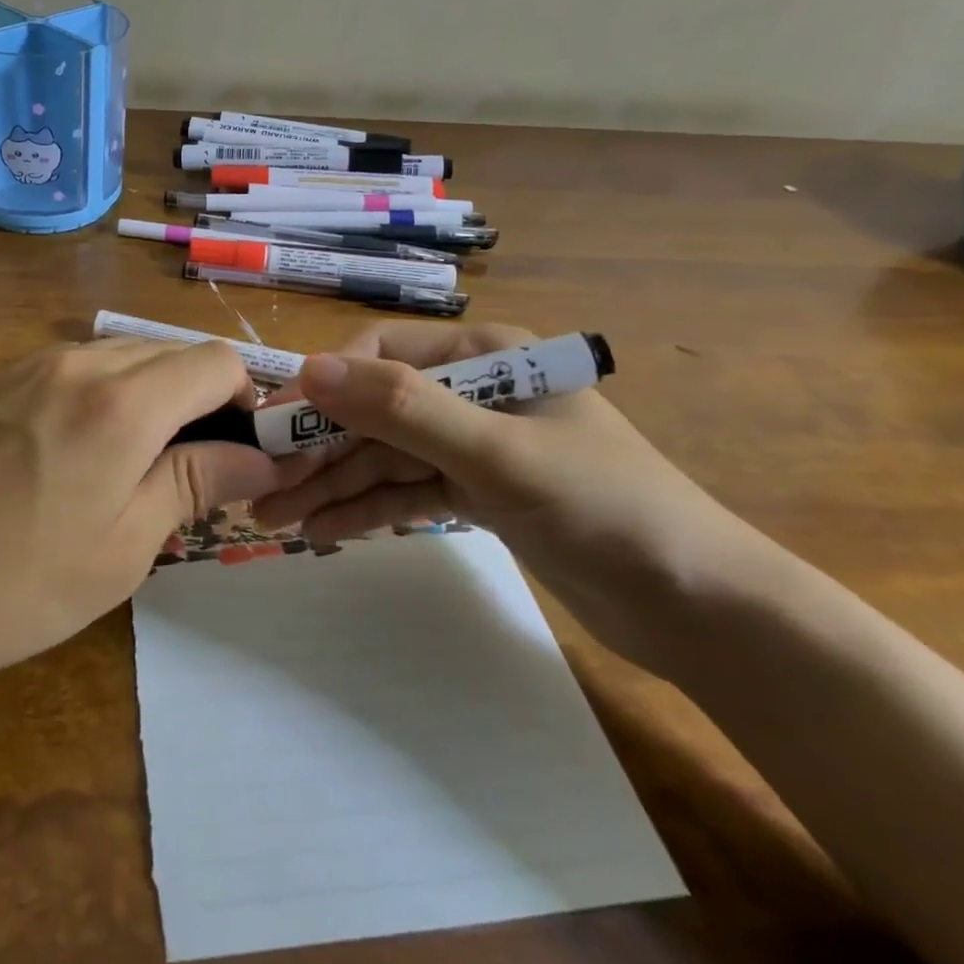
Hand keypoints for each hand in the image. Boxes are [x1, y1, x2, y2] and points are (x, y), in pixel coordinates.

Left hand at [0, 338, 295, 725]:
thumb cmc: (12, 585)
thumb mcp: (124, 547)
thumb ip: (197, 483)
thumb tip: (261, 457)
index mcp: (123, 400)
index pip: (218, 361)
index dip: (244, 402)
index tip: (237, 457)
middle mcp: (81, 361)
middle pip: (173, 353)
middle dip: (201, 401)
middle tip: (191, 474)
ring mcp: (31, 365)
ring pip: (125, 357)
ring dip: (152, 398)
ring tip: (133, 470)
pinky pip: (76, 369)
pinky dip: (104, 397)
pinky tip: (75, 458)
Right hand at [252, 322, 758, 670]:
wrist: (703, 609)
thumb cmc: (605, 508)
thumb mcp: (498, 453)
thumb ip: (404, 408)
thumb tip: (310, 368)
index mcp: (486, 355)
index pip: (382, 354)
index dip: (323, 385)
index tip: (272, 427)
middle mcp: (474, 390)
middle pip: (376, 409)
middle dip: (320, 447)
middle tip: (261, 489)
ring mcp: (474, 443)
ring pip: (386, 455)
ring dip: (333, 484)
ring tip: (274, 519)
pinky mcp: (478, 492)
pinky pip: (408, 490)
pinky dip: (369, 509)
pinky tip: (324, 532)